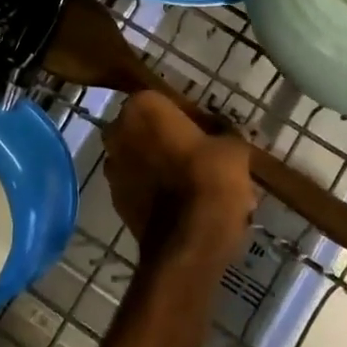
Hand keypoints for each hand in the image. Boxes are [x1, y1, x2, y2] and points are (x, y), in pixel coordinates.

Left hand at [103, 90, 255, 277]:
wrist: (188, 245)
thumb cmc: (210, 181)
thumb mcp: (233, 148)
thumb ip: (223, 133)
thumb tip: (221, 134)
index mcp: (142, 107)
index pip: (168, 102)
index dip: (192, 118)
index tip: (212, 134)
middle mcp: (118, 132)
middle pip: (149, 129)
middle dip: (172, 140)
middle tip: (204, 156)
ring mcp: (113, 167)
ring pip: (143, 158)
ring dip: (163, 164)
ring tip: (197, 183)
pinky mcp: (115, 200)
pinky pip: (140, 185)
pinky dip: (156, 189)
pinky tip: (184, 203)